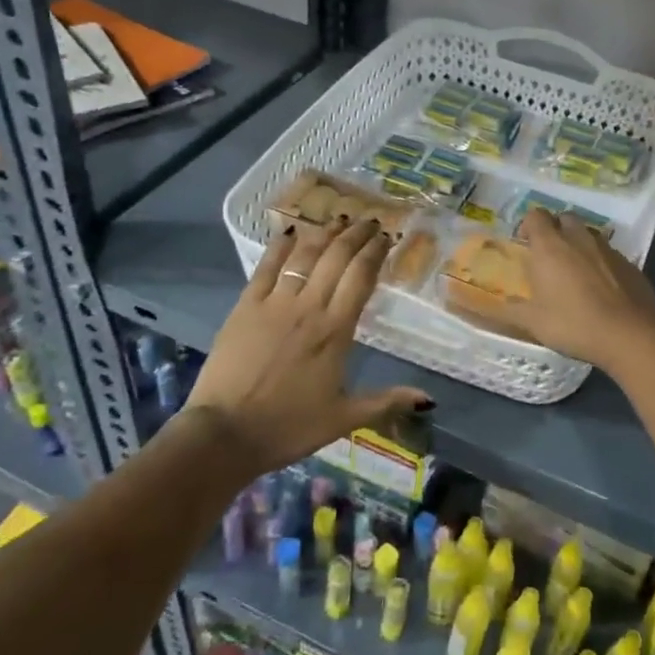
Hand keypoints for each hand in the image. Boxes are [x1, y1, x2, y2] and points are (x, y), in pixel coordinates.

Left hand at [186, 219, 429, 474]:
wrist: (225, 434)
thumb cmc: (288, 427)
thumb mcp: (344, 418)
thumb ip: (386, 401)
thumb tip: (429, 398)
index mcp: (336, 330)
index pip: (361, 277)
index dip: (375, 252)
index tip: (387, 237)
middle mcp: (309, 307)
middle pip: (336, 258)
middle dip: (356, 235)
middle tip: (369, 221)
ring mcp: (274, 303)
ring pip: (305, 256)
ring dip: (324, 233)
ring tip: (339, 219)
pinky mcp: (245, 306)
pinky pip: (266, 266)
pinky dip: (280, 246)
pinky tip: (291, 232)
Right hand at [495, 209, 654, 372]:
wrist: (629, 334)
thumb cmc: (573, 323)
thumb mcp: (532, 322)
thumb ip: (504, 311)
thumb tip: (474, 306)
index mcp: (551, 246)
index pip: (536, 215)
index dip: (528, 225)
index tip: (525, 244)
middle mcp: (579, 238)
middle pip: (565, 218)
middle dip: (556, 230)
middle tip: (550, 256)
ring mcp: (608, 249)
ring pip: (589, 235)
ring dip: (579, 245)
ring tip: (575, 273)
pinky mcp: (630, 264)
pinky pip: (609, 254)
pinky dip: (601, 263)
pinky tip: (601, 288)